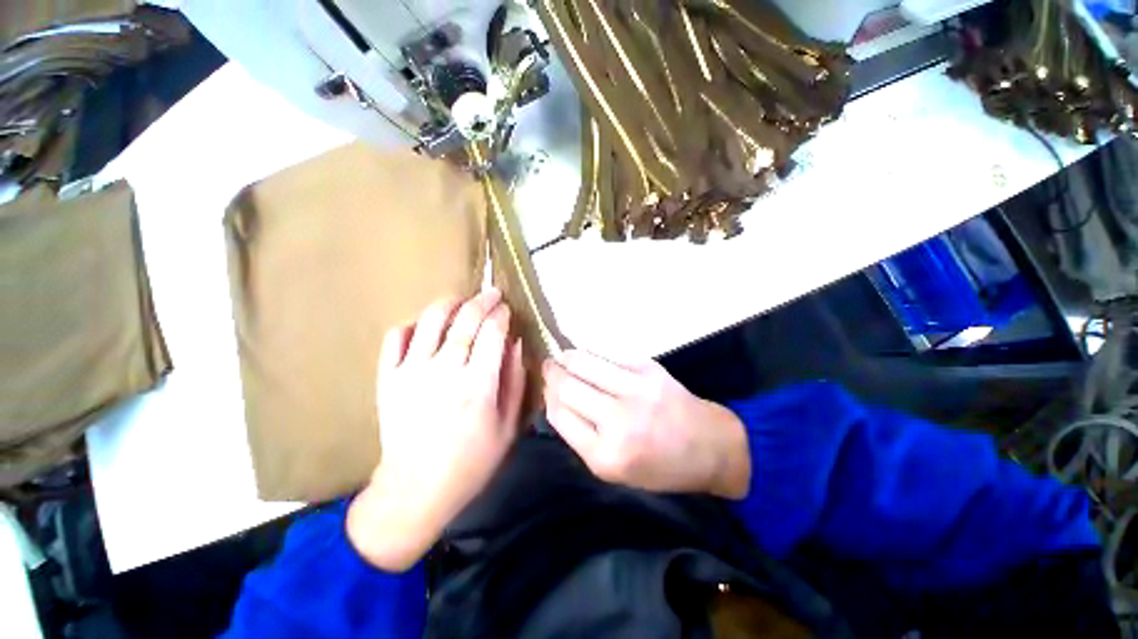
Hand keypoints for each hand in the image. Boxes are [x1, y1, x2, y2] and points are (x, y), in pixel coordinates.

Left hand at [347, 289, 525, 570]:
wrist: (415, 490)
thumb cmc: (471, 462)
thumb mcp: (507, 426)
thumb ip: (514, 381)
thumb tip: (515, 344)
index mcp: (477, 386)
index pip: (492, 334)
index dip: (501, 316)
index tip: (507, 309)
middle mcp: (444, 372)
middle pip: (465, 321)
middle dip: (482, 301)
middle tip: (491, 294)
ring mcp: (411, 372)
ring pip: (430, 321)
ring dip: (449, 304)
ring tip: (461, 301)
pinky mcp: (388, 379)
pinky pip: (395, 339)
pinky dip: (411, 325)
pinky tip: (425, 326)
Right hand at [543, 351, 749, 498]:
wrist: (708, 444)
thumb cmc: (659, 465)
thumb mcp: (613, 470)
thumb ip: (579, 437)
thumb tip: (554, 398)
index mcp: (605, 456)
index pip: (559, 415)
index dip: (547, 397)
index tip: (546, 389)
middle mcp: (618, 421)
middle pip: (566, 386)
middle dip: (552, 374)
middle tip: (549, 368)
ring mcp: (635, 389)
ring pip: (582, 362)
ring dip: (567, 358)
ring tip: (563, 358)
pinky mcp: (648, 368)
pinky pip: (606, 352)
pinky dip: (590, 352)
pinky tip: (587, 356)